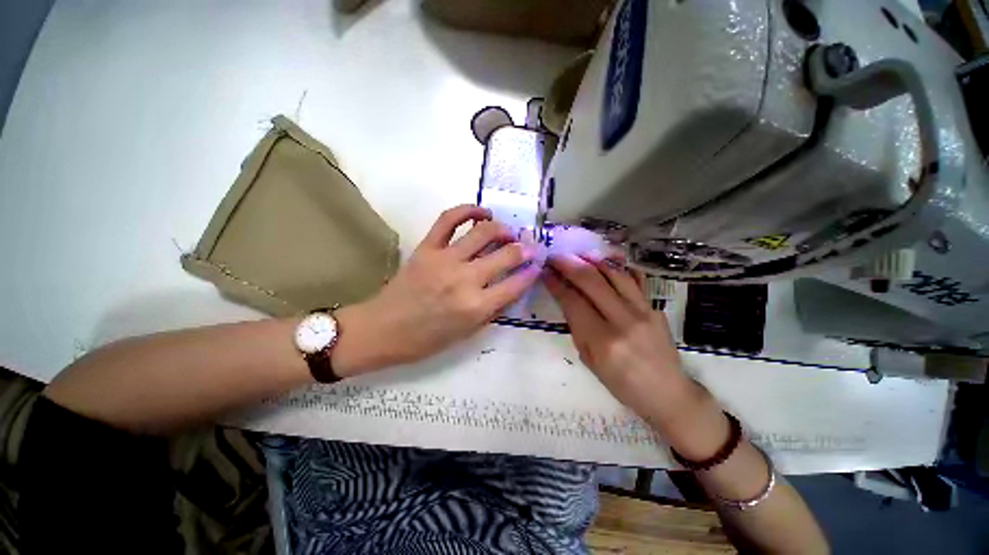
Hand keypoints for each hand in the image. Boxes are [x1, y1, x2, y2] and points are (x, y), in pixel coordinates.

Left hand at [333, 205, 539, 374]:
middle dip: (525, 248)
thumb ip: (492, 310)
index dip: (531, 272)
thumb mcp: (466, 334)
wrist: (382, 330)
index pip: (516, 284)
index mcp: (475, 307)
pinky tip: (481, 213)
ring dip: (503, 229)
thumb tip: (512, 287)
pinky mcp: (426, 248)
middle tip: (530, 246)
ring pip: (483, 232)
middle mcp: (464, 280)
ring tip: (508, 232)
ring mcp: (444, 260)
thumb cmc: (426, 340)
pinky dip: (468, 210)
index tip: (538, 265)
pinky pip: (448, 219)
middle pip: (506, 254)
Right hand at [544, 254, 704, 428]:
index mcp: (602, 341)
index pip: (573, 301)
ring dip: (591, 260)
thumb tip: (566, 299)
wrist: (668, 393)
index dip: (556, 283)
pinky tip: (605, 261)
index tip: (545, 271)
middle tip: (555, 257)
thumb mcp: (589, 361)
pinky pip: (633, 279)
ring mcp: (643, 311)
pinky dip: (616, 267)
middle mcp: (623, 321)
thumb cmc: (622, 385)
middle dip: (569, 264)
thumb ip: (577, 328)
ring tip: (577, 255)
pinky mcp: (654, 307)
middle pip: (591, 281)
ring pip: (613, 274)